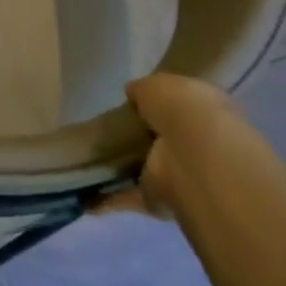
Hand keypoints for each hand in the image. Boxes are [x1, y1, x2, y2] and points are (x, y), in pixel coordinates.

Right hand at [90, 73, 237, 219]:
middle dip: (141, 140)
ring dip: (123, 171)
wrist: (193, 155)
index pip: (180, 108)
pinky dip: (108, 200)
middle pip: (161, 141)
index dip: (160, 106)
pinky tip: (83, 199)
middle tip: (108, 133)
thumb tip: (133, 93)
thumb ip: (144, 90)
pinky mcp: (158, 200)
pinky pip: (129, 197)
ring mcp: (177, 176)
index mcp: (202, 112)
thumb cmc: (182, 109)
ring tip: (88, 164)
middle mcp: (194, 146)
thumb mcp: (158, 85)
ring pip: (146, 170)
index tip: (133, 105)